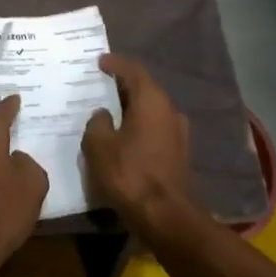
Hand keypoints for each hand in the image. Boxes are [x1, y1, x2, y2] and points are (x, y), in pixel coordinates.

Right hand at [83, 55, 201, 238]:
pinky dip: (138, 124)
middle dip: (122, 84)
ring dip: (131, 106)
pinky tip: (122, 134)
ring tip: (108, 109)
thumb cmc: (130, 174)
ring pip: (150, 109)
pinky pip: (154, 127)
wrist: (166, 215)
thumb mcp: (100, 146)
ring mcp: (177, 132)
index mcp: (151, 100)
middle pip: (144, 88)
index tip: (100, 61)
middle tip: (100, 83)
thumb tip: (103, 114)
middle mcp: (169, 110)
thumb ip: (97, 123)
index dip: (115, 63)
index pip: (133, 70)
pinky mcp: (178, 151)